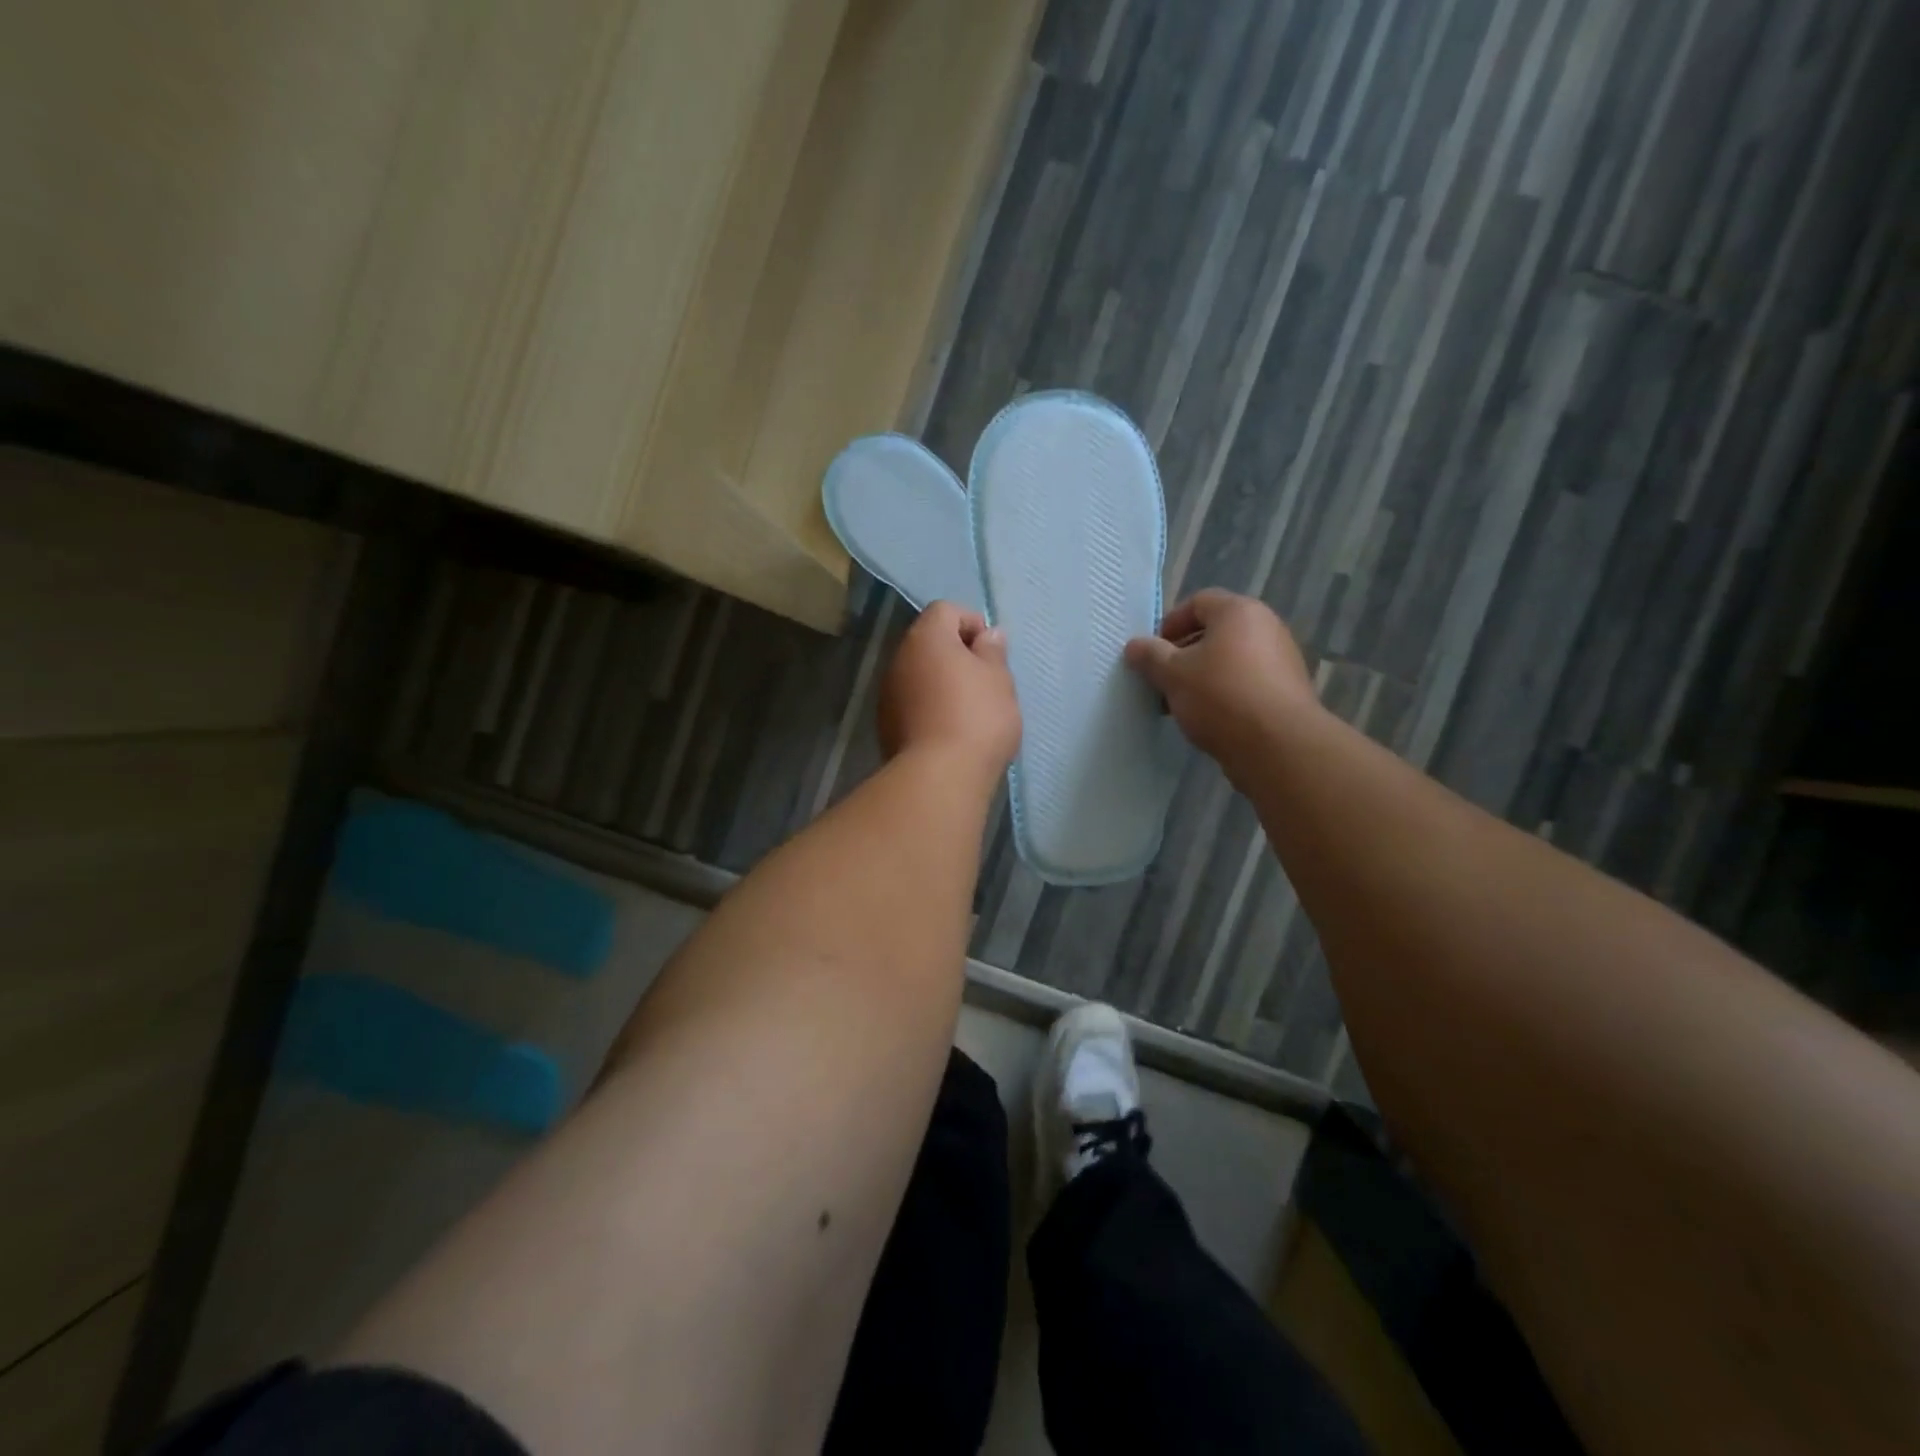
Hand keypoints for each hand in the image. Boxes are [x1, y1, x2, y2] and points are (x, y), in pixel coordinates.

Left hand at [878, 602, 1021, 779]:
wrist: (939, 777)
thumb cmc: (977, 717)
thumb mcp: (999, 679)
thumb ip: (993, 651)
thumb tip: (987, 635)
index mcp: (926, 638)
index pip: (946, 610)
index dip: (972, 623)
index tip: (991, 653)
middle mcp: (899, 659)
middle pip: (929, 643)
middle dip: (957, 655)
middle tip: (985, 682)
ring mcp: (887, 693)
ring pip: (919, 675)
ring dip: (942, 683)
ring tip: (970, 711)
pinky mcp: (885, 725)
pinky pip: (912, 704)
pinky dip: (930, 708)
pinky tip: (950, 732)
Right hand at [1123, 590, 1317, 777]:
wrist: (1278, 745)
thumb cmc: (1220, 696)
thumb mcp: (1173, 674)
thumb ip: (1150, 656)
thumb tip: (1134, 646)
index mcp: (1239, 612)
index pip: (1198, 602)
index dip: (1169, 624)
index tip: (1152, 653)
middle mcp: (1266, 627)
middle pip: (1214, 632)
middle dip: (1182, 655)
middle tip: (1161, 681)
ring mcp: (1281, 659)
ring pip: (1229, 660)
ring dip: (1201, 677)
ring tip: (1180, 705)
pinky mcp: (1287, 690)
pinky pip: (1246, 682)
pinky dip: (1224, 693)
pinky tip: (1208, 719)